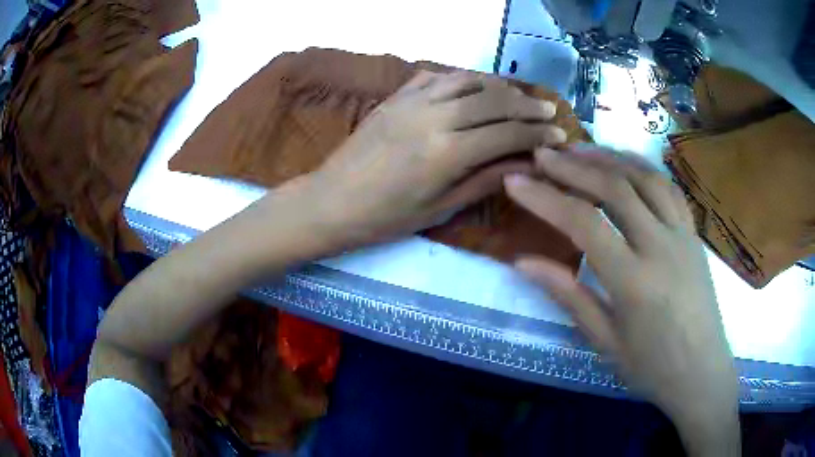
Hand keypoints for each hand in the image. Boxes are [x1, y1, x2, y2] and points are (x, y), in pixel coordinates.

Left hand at [305, 71, 567, 246]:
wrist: (331, 201)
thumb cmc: (385, 217)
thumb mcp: (441, 208)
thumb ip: (486, 179)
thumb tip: (527, 164)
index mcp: (446, 153)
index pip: (506, 133)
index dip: (537, 133)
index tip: (559, 133)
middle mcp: (433, 117)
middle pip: (493, 100)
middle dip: (526, 105)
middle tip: (548, 111)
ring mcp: (411, 101)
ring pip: (467, 80)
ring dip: (499, 86)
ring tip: (518, 98)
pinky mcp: (395, 96)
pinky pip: (436, 76)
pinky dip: (462, 78)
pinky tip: (473, 88)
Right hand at [504, 146, 739, 455]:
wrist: (701, 371)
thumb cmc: (651, 366)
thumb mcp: (604, 341)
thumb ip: (568, 296)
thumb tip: (523, 263)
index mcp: (634, 281)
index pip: (584, 224)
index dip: (545, 198)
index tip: (515, 182)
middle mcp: (661, 246)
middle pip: (615, 188)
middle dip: (573, 166)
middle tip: (542, 154)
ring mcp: (682, 234)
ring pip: (644, 177)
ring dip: (608, 157)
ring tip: (578, 148)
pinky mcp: (693, 232)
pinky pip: (668, 187)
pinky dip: (642, 167)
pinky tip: (624, 162)